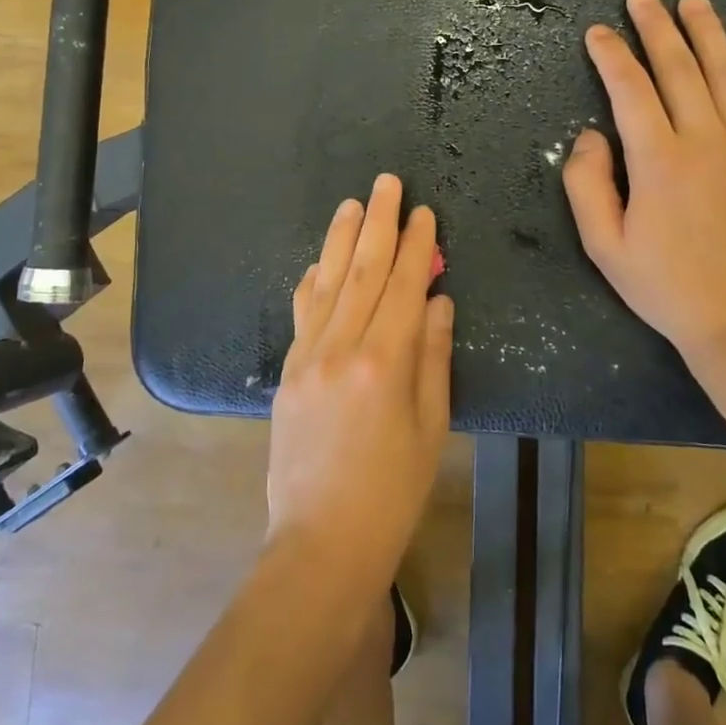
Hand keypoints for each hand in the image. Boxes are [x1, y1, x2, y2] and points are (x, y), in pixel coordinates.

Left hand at [266, 174, 453, 601]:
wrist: (321, 541)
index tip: (424, 211)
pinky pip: (302, 313)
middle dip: (378, 223)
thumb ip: (433, 356)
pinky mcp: (287, 372)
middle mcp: (341, 348)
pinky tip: (319, 259)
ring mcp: (307, 357)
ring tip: (352, 203)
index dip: (416, 245)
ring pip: (327, 283)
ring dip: (341, 239)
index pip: (403, 286)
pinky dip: (312, 281)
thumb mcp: (431, 426)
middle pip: (363, 271)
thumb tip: (438, 301)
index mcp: (384, 362)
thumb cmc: (392, 491)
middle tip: (386, 183)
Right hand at [564, 0, 725, 383]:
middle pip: (678, 68)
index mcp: (658, 160)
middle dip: (656, 28)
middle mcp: (706, 140)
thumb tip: (590, 136)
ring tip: (694, 2)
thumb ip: (587, 185)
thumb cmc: (667, 288)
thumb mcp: (605, 246)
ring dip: (709, 33)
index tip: (597, 32)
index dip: (610, 56)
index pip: (629, 89)